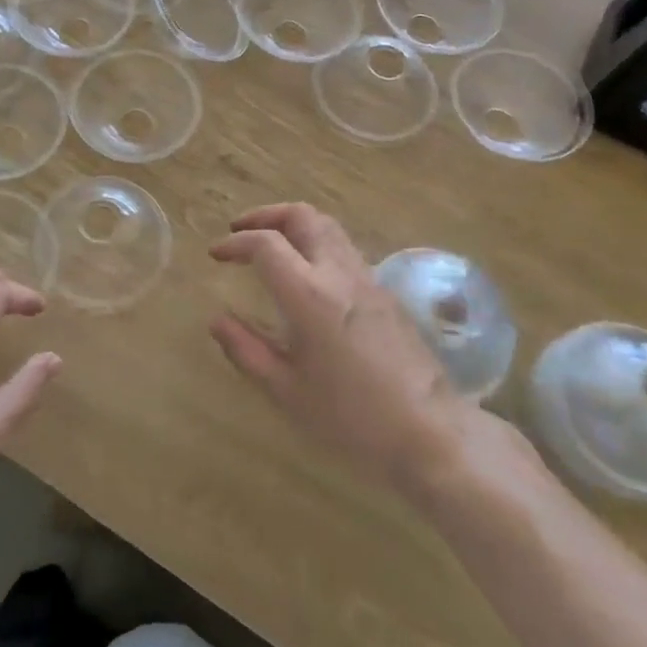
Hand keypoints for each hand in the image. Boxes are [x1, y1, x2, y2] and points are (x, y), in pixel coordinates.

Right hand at [209, 204, 470, 493]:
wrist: (430, 431)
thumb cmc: (351, 417)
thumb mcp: (287, 391)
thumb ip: (247, 350)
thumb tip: (217, 321)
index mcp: (309, 295)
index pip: (265, 244)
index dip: (235, 243)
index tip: (216, 254)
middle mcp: (338, 273)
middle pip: (302, 216)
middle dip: (266, 215)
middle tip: (241, 230)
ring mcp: (367, 278)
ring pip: (328, 226)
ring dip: (293, 224)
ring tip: (272, 244)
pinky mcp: (385, 291)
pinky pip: (344, 248)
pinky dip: (316, 243)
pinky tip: (308, 274)